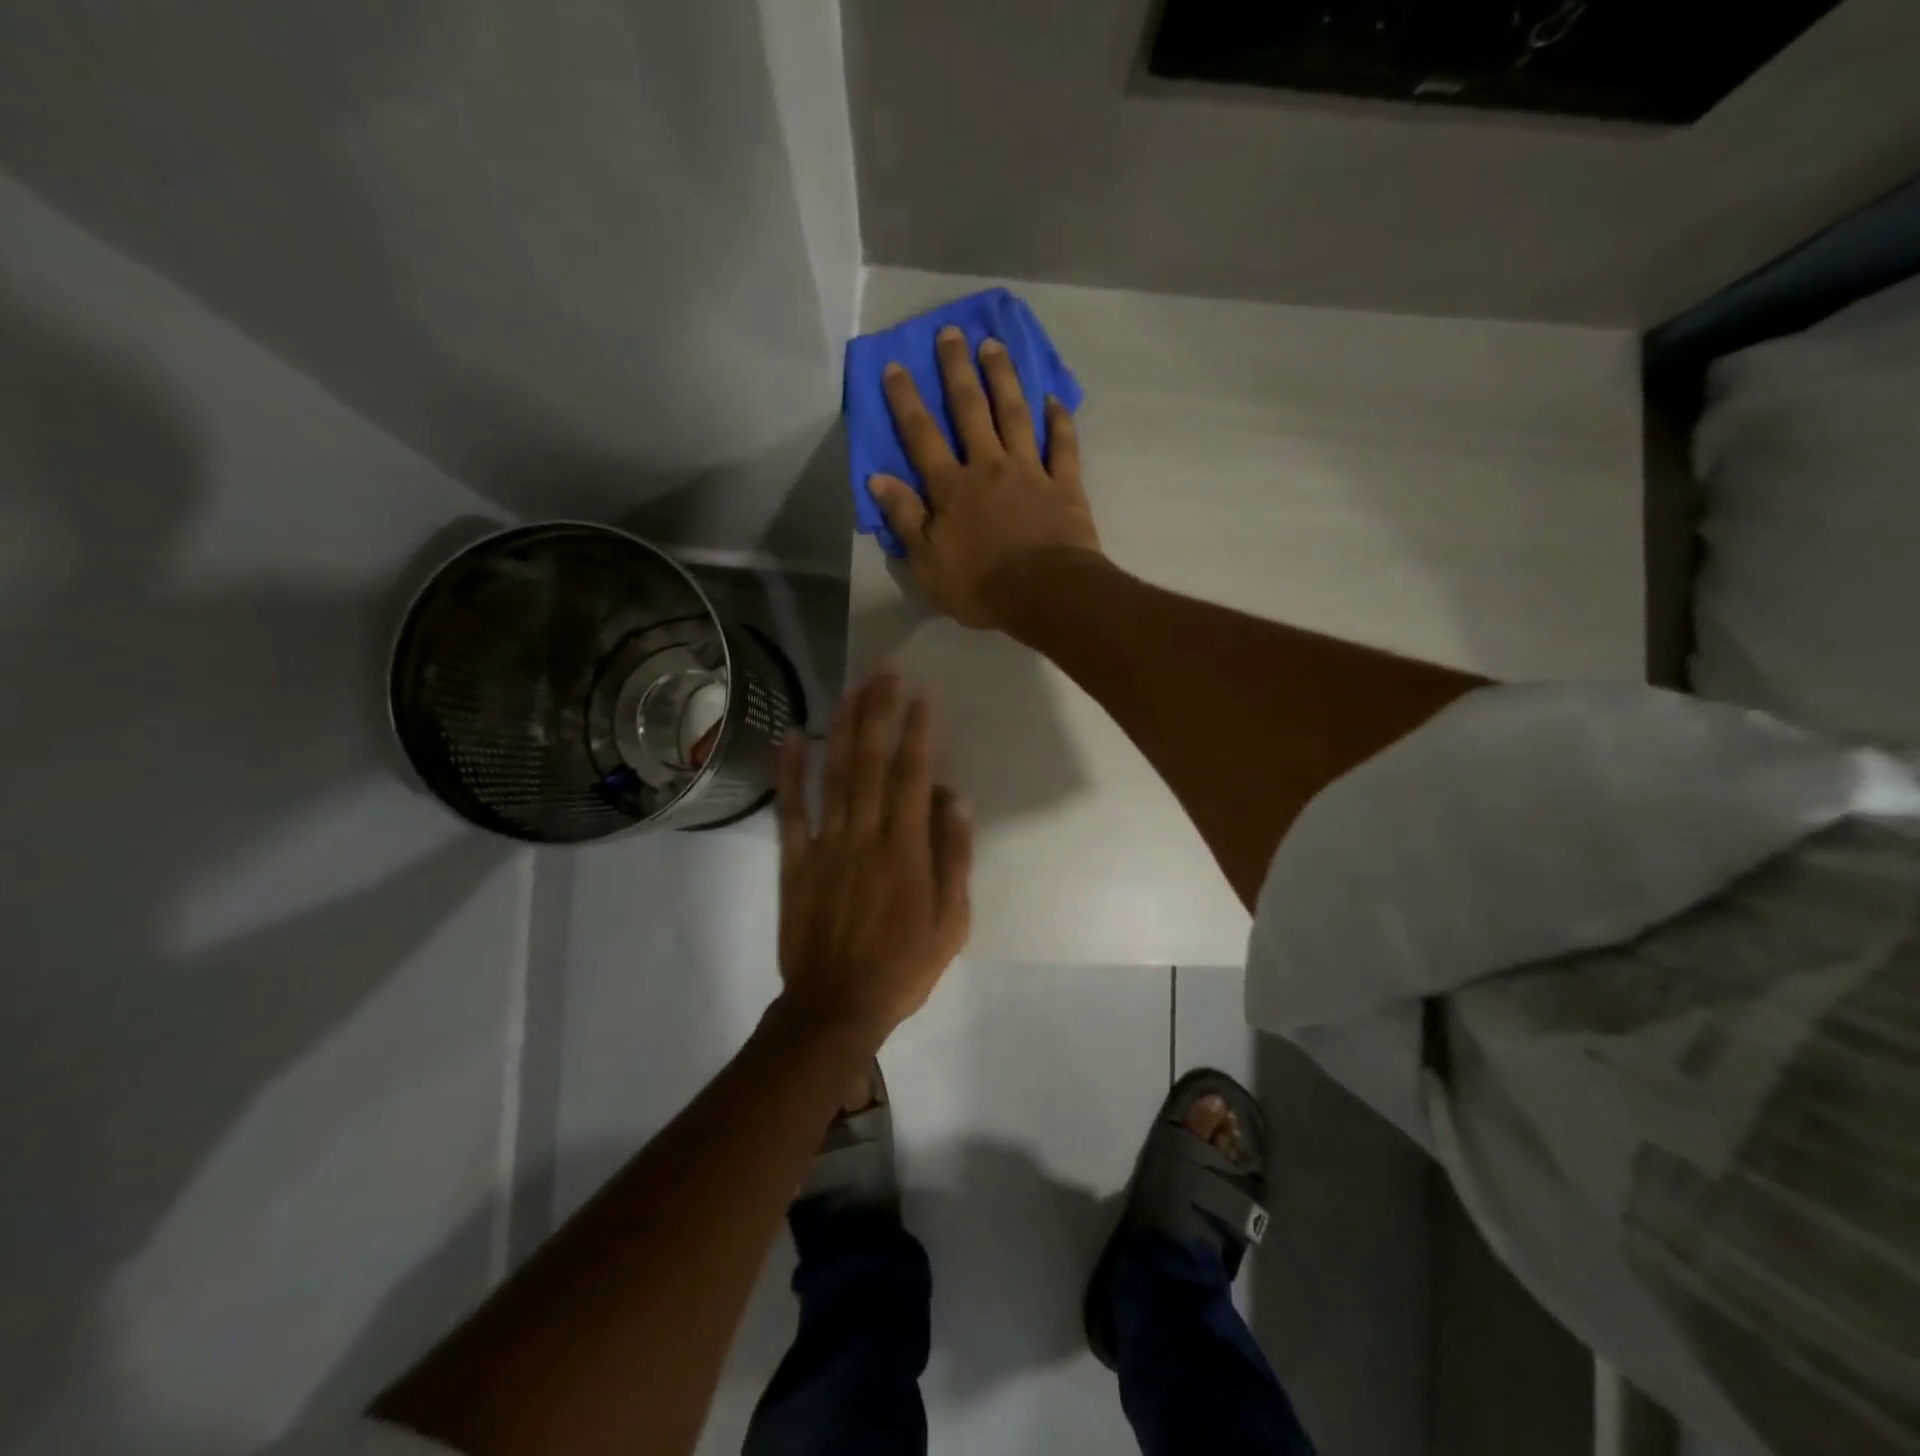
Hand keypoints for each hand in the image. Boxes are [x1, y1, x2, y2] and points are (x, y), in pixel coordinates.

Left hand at [775, 672, 972, 1047]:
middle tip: (882, 673)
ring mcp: (826, 846)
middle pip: (871, 763)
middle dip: (878, 713)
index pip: (913, 777)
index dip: (916, 733)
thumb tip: (955, 800)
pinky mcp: (795, 862)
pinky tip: (793, 736)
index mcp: (906, 850)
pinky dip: (790, 772)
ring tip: (850, 689)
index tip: (920, 696)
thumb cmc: (903, 967)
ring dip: (843, 729)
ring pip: (834, 775)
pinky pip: (790, 811)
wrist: (837, 1006)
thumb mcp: (951, 922)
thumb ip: (953, 858)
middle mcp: (865, 835)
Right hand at [868, 325, 1102, 631]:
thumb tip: (878, 479)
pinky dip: (1059, 420)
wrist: (1046, 595)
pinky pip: (1063, 444)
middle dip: (957, 369)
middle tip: (951, 332)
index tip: (895, 364)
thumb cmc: (980, 586)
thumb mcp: (927, 563)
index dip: (906, 400)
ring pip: (1015, 414)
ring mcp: (1030, 471)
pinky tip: (1054, 398)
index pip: (922, 436)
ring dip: (1003, 377)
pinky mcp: (1065, 484)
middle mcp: (989, 467)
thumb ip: (905, 518)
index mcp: (952, 488)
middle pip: (970, 410)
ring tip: (994, 345)